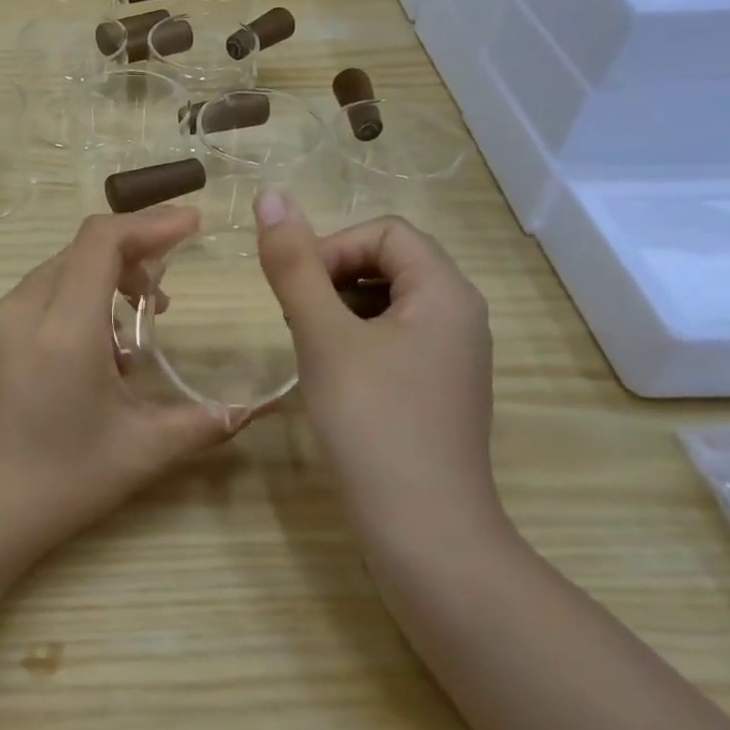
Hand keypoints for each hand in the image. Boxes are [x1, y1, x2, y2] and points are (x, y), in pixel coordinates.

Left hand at [0, 208, 231, 559]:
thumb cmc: (57, 483)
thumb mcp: (139, 452)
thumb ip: (201, 423)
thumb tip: (250, 410)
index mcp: (63, 326)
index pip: (102, 239)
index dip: (151, 223)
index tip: (192, 225)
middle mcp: (24, 308)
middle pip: (83, 248)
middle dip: (133, 251)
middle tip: (169, 288)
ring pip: (60, 268)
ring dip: (105, 275)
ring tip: (140, 319)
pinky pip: (40, 293)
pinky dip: (78, 296)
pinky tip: (99, 345)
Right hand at [255, 193, 500, 537]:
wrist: (425, 534)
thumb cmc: (373, 423)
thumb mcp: (323, 335)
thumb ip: (294, 264)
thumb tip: (270, 195)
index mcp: (445, 291)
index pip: (384, 231)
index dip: (334, 249)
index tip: (300, 293)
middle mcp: (459, 314)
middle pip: (389, 262)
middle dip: (334, 279)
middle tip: (300, 323)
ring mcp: (453, 355)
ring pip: (388, 301)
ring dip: (341, 310)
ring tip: (313, 350)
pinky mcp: (439, 388)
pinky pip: (395, 338)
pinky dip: (357, 341)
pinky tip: (334, 378)